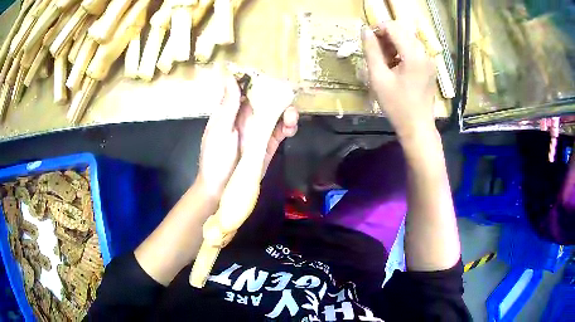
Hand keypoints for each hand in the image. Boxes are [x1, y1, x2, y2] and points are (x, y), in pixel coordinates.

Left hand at [197, 73, 298, 198]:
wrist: (220, 188)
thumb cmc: (214, 158)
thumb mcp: (219, 130)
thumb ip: (229, 106)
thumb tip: (230, 77)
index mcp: (231, 111)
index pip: (246, 89)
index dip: (258, 81)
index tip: (270, 77)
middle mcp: (246, 118)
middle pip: (266, 100)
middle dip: (278, 97)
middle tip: (287, 99)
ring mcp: (258, 131)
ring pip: (276, 114)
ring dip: (287, 112)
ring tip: (291, 118)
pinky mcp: (268, 144)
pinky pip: (280, 131)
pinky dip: (288, 127)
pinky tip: (290, 128)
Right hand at [362, 21, 436, 138]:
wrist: (417, 126)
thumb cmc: (396, 105)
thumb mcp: (378, 78)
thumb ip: (371, 51)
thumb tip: (365, 30)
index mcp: (413, 55)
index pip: (394, 27)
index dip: (378, 29)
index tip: (368, 41)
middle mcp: (424, 53)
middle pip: (402, 31)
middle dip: (386, 36)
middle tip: (375, 53)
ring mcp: (429, 60)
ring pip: (408, 39)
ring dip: (393, 44)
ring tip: (384, 61)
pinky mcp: (430, 66)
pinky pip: (414, 49)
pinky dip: (402, 51)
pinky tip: (395, 66)